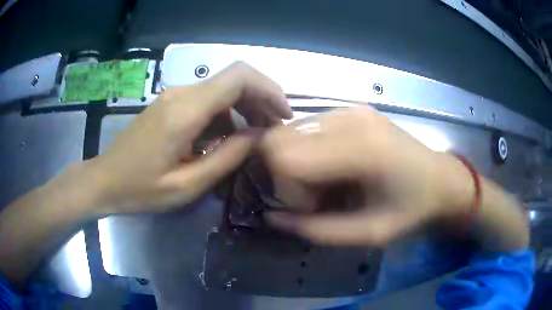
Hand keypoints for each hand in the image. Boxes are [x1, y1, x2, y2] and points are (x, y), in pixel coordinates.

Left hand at [90, 62, 290, 214]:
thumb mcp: (186, 185)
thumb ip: (226, 158)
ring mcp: (174, 97)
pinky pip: (207, 102)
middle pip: (234, 80)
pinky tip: (225, 140)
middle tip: (274, 131)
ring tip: (255, 138)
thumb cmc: (140, 189)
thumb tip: (259, 136)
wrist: (105, 180)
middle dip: (261, 100)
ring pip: (222, 91)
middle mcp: (181, 94)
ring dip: (244, 109)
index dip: (269, 89)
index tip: (283, 115)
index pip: (239, 77)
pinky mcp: (170, 104)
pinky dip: (225, 116)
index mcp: (185, 111)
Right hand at [261, 107, 473, 245]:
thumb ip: (318, 230)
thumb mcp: (370, 233)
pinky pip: (308, 128)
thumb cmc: (412, 209)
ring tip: (327, 182)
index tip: (311, 207)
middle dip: (286, 173)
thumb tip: (272, 219)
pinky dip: (308, 151)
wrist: (441, 179)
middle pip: (281, 138)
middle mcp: (349, 118)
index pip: (284, 155)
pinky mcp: (350, 109)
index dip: (285, 187)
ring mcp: (349, 109)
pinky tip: (333, 167)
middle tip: (316, 195)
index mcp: (361, 147)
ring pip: (291, 131)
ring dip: (297, 161)